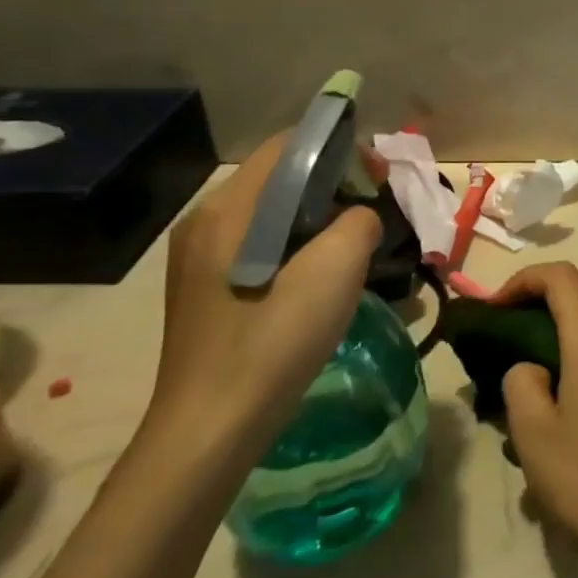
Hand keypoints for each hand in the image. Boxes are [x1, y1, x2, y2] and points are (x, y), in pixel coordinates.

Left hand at [149, 133, 379, 457]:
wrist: (209, 432)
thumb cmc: (273, 341)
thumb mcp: (336, 269)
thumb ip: (358, 221)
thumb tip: (359, 218)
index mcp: (229, 209)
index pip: (288, 145)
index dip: (340, 149)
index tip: (379, 176)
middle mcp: (206, 222)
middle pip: (279, 177)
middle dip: (333, 184)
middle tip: (374, 210)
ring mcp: (198, 257)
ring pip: (271, 212)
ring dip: (318, 217)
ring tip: (354, 244)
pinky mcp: (204, 287)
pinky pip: (259, 242)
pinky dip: (296, 243)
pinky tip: (319, 277)